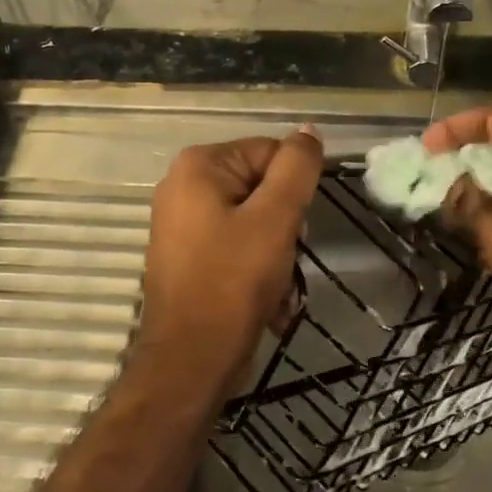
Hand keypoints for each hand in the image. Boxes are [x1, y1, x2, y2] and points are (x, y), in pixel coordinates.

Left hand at [139, 129, 323, 379]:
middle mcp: (183, 187)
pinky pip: (237, 250)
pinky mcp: (188, 258)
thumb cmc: (233, 282)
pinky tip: (269, 306)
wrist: (190, 361)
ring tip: (280, 293)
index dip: (293, 192)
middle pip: (263, 190)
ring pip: (255, 224)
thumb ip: (296, 169)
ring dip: (278, 258)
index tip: (296, 230)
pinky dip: (258, 274)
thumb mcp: (275, 218)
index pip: (271, 154)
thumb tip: (308, 130)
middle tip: (287, 262)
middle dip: (285, 230)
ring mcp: (183, 225)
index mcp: (199, 166)